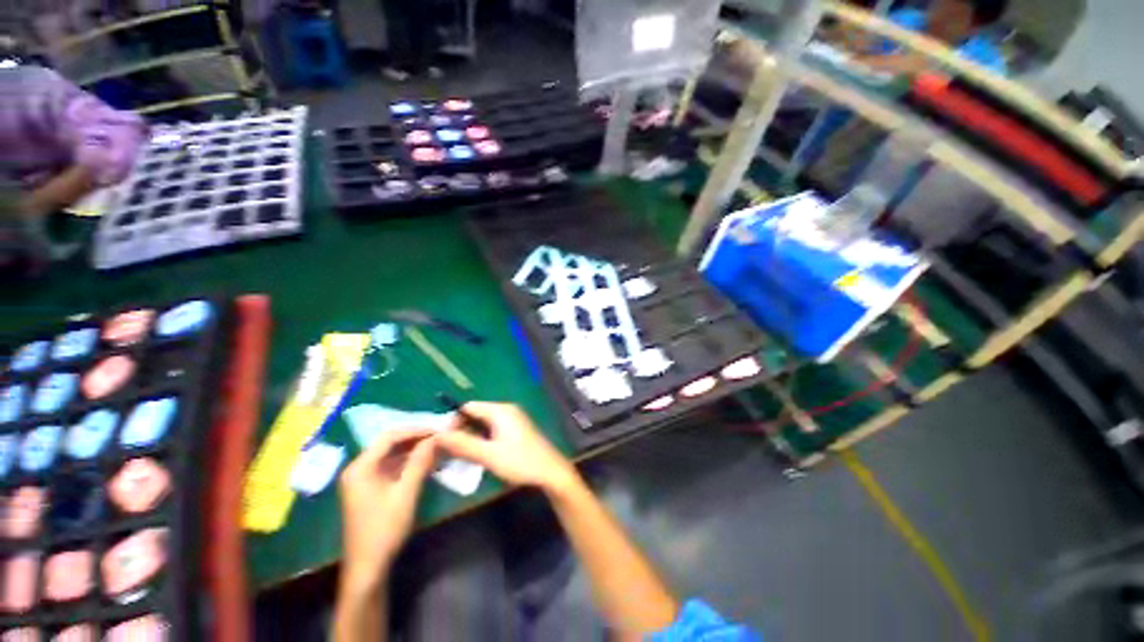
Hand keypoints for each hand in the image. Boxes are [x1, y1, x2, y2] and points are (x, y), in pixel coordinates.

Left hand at [338, 429, 436, 593]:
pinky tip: (427, 463)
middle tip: (441, 437)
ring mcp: (364, 479)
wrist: (368, 568)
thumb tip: (437, 437)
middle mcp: (359, 469)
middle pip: (390, 444)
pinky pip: (392, 467)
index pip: (390, 437)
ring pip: (392, 455)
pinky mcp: (371, 489)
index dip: (416, 430)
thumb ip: (420, 462)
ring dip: (414, 450)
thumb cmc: (384, 529)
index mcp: (361, 467)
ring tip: (438, 447)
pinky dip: (409, 463)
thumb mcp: (406, 493)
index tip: (439, 430)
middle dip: (416, 439)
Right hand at [436, 402, 576, 491]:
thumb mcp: (489, 455)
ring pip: (484, 423)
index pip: (469, 407)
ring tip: (459, 454)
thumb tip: (438, 435)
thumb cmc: (520, 462)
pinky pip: (493, 429)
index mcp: (501, 410)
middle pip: (477, 413)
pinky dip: (483, 438)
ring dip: (471, 435)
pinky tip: (477, 453)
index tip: (441, 440)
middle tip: (447, 449)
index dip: (453, 421)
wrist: (551, 472)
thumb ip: (463, 444)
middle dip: (461, 429)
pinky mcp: (517, 430)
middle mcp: (507, 410)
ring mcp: (513, 419)